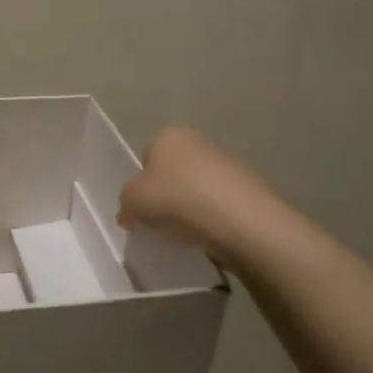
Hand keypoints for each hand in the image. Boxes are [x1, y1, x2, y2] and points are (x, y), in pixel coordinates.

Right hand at [118, 128, 280, 264]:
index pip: (146, 157)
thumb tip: (129, 213)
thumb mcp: (132, 201)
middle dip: (165, 196)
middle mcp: (199, 143)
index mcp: (169, 136)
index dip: (140, 183)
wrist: (238, 220)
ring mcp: (228, 165)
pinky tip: (206, 235)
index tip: (140, 207)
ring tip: (183, 233)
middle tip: (158, 221)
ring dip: (188, 208)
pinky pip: (217, 206)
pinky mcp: (247, 191)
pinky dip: (210, 220)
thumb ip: (125, 204)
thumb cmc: (176, 199)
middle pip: (172, 173)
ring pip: (196, 190)